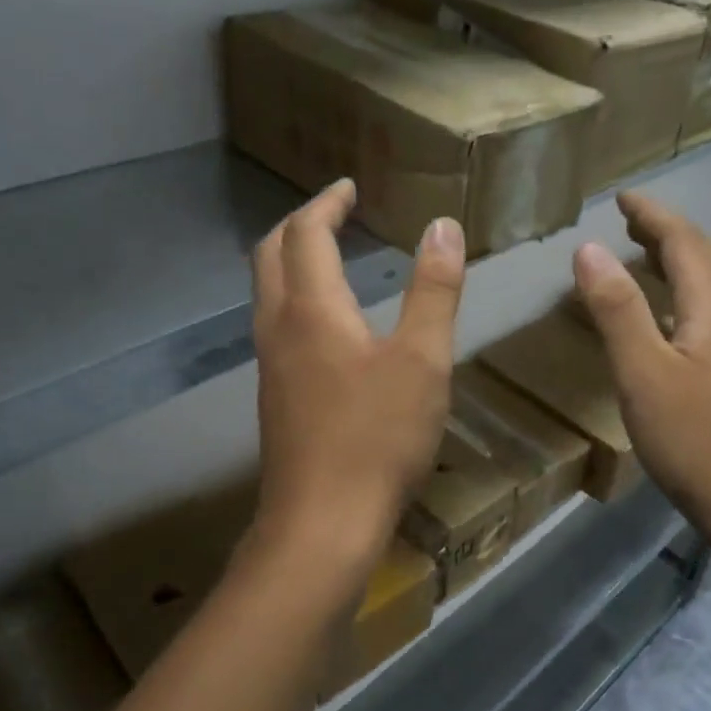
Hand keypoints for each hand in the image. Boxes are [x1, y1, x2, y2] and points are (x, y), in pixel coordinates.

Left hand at [250, 179, 464, 572]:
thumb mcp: (423, 360)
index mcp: (311, 308)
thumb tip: (443, 226)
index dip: (327, 202)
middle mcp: (278, 327)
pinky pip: (276, 326)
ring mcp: (270, 366)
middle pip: (270, 255)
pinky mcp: (275, 398)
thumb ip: (434, 290)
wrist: (322, 524)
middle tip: (334, 213)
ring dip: (292, 261)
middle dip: (299, 224)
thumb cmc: (378, 437)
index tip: (349, 187)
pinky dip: (296, 299)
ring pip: (267, 292)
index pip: (306, 232)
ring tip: (331, 257)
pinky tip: (328, 325)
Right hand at [572, 192, 710, 541]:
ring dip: (677, 263)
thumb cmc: (696, 441)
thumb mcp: (643, 374)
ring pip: (710, 289)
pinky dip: (681, 297)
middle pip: (705, 260)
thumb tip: (590, 249)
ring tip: (643, 257)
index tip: (623, 197)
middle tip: (630, 221)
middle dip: (668, 232)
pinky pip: (708, 316)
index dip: (654, 215)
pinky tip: (666, 321)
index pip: (685, 243)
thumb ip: (617, 310)